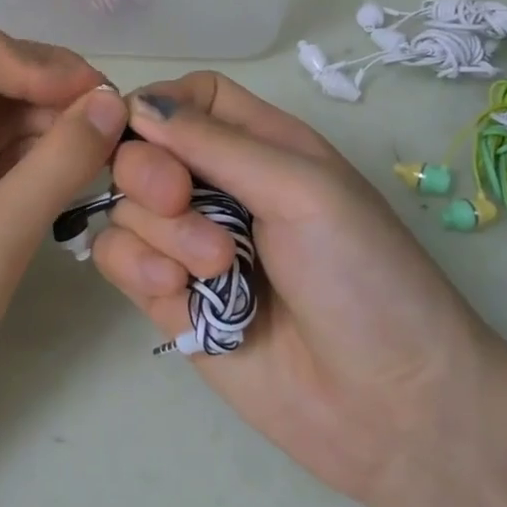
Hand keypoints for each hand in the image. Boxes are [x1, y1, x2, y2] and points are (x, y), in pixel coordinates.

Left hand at [0, 20, 129, 466]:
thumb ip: (57, 164)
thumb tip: (114, 102)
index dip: (41, 65)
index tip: (99, 102)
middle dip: (54, 94)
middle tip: (117, 130)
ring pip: (0, 120)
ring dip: (53, 128)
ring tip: (109, 153)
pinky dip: (39, 162)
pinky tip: (80, 175)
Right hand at [91, 72, 498, 504]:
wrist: (389, 407)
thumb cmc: (364, 275)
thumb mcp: (303, 189)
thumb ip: (215, 143)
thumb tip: (134, 103)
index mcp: (258, 146)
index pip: (185, 99)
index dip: (155, 105)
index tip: (139, 128)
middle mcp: (216, 187)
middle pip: (140, 149)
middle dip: (148, 173)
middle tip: (181, 201)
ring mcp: (187, 244)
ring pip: (124, 206)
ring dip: (160, 232)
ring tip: (217, 270)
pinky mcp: (167, 295)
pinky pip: (117, 258)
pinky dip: (138, 267)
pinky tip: (178, 293)